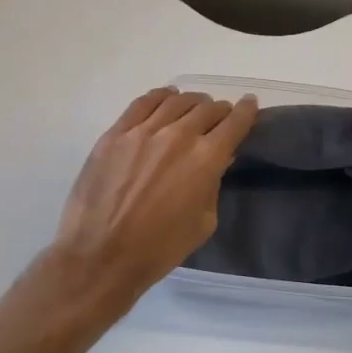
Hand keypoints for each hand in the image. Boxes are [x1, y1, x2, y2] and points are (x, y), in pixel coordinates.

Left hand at [51, 88, 257, 310]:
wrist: (101, 255)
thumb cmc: (160, 248)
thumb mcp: (203, 222)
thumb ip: (213, 185)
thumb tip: (215, 163)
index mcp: (206, 159)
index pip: (235, 123)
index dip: (246, 110)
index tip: (250, 104)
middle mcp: (178, 136)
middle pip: (208, 108)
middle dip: (220, 111)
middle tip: (220, 118)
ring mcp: (143, 131)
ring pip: (176, 101)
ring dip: (192, 102)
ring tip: (194, 108)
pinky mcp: (116, 134)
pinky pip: (143, 103)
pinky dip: (161, 97)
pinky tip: (166, 99)